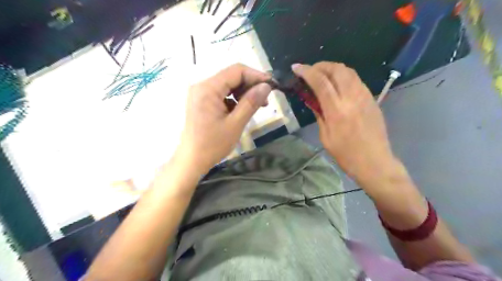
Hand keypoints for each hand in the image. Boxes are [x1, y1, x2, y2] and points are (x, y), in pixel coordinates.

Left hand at [176, 63, 270, 173]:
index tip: (272, 86)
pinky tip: (242, 110)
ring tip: (257, 106)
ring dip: (244, 93)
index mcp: (208, 88)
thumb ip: (251, 102)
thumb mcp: (235, 124)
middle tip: (265, 100)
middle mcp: (202, 86)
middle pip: (232, 76)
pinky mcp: (202, 101)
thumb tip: (266, 86)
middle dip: (251, 85)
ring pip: (228, 85)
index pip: (236, 71)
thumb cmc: (213, 145)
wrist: (192, 160)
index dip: (256, 75)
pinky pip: (222, 94)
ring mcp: (200, 93)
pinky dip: (235, 99)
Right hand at [293, 61, 397, 183]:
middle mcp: (352, 98)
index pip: (320, 82)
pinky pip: (356, 80)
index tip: (296, 68)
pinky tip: (337, 85)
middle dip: (320, 65)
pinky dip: (344, 76)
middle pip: (337, 69)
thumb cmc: (345, 154)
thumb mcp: (325, 136)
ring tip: (322, 75)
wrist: (374, 161)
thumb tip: (312, 99)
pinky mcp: (372, 98)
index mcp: (337, 110)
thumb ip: (319, 114)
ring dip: (333, 68)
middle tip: (310, 71)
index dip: (306, 71)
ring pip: (349, 71)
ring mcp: (365, 96)